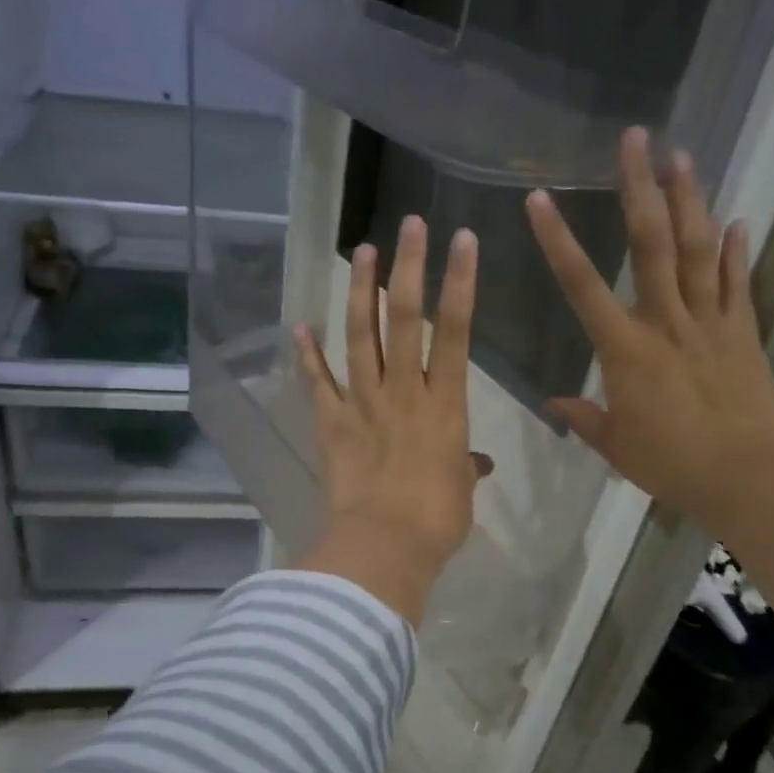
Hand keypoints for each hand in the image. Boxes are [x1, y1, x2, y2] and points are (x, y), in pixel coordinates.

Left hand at [292, 217, 491, 623]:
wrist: (383, 548)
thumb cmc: (436, 522)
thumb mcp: (461, 491)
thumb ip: (465, 467)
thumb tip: (473, 463)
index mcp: (445, 405)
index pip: (457, 331)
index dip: (460, 282)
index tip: (461, 241)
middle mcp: (403, 392)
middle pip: (404, 319)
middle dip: (408, 267)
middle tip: (408, 225)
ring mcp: (363, 403)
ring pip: (360, 337)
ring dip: (360, 292)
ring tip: (361, 251)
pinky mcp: (332, 423)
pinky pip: (319, 383)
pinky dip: (307, 355)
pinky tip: (300, 326)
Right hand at [525, 126, 773, 528]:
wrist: (746, 477)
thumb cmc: (670, 462)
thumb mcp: (615, 444)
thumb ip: (583, 418)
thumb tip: (554, 403)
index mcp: (625, 348)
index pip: (581, 285)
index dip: (557, 240)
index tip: (538, 199)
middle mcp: (666, 321)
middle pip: (651, 244)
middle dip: (640, 188)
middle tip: (635, 139)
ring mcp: (710, 322)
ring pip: (698, 250)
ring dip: (689, 200)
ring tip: (682, 156)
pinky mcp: (744, 332)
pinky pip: (738, 284)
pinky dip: (736, 251)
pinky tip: (736, 218)